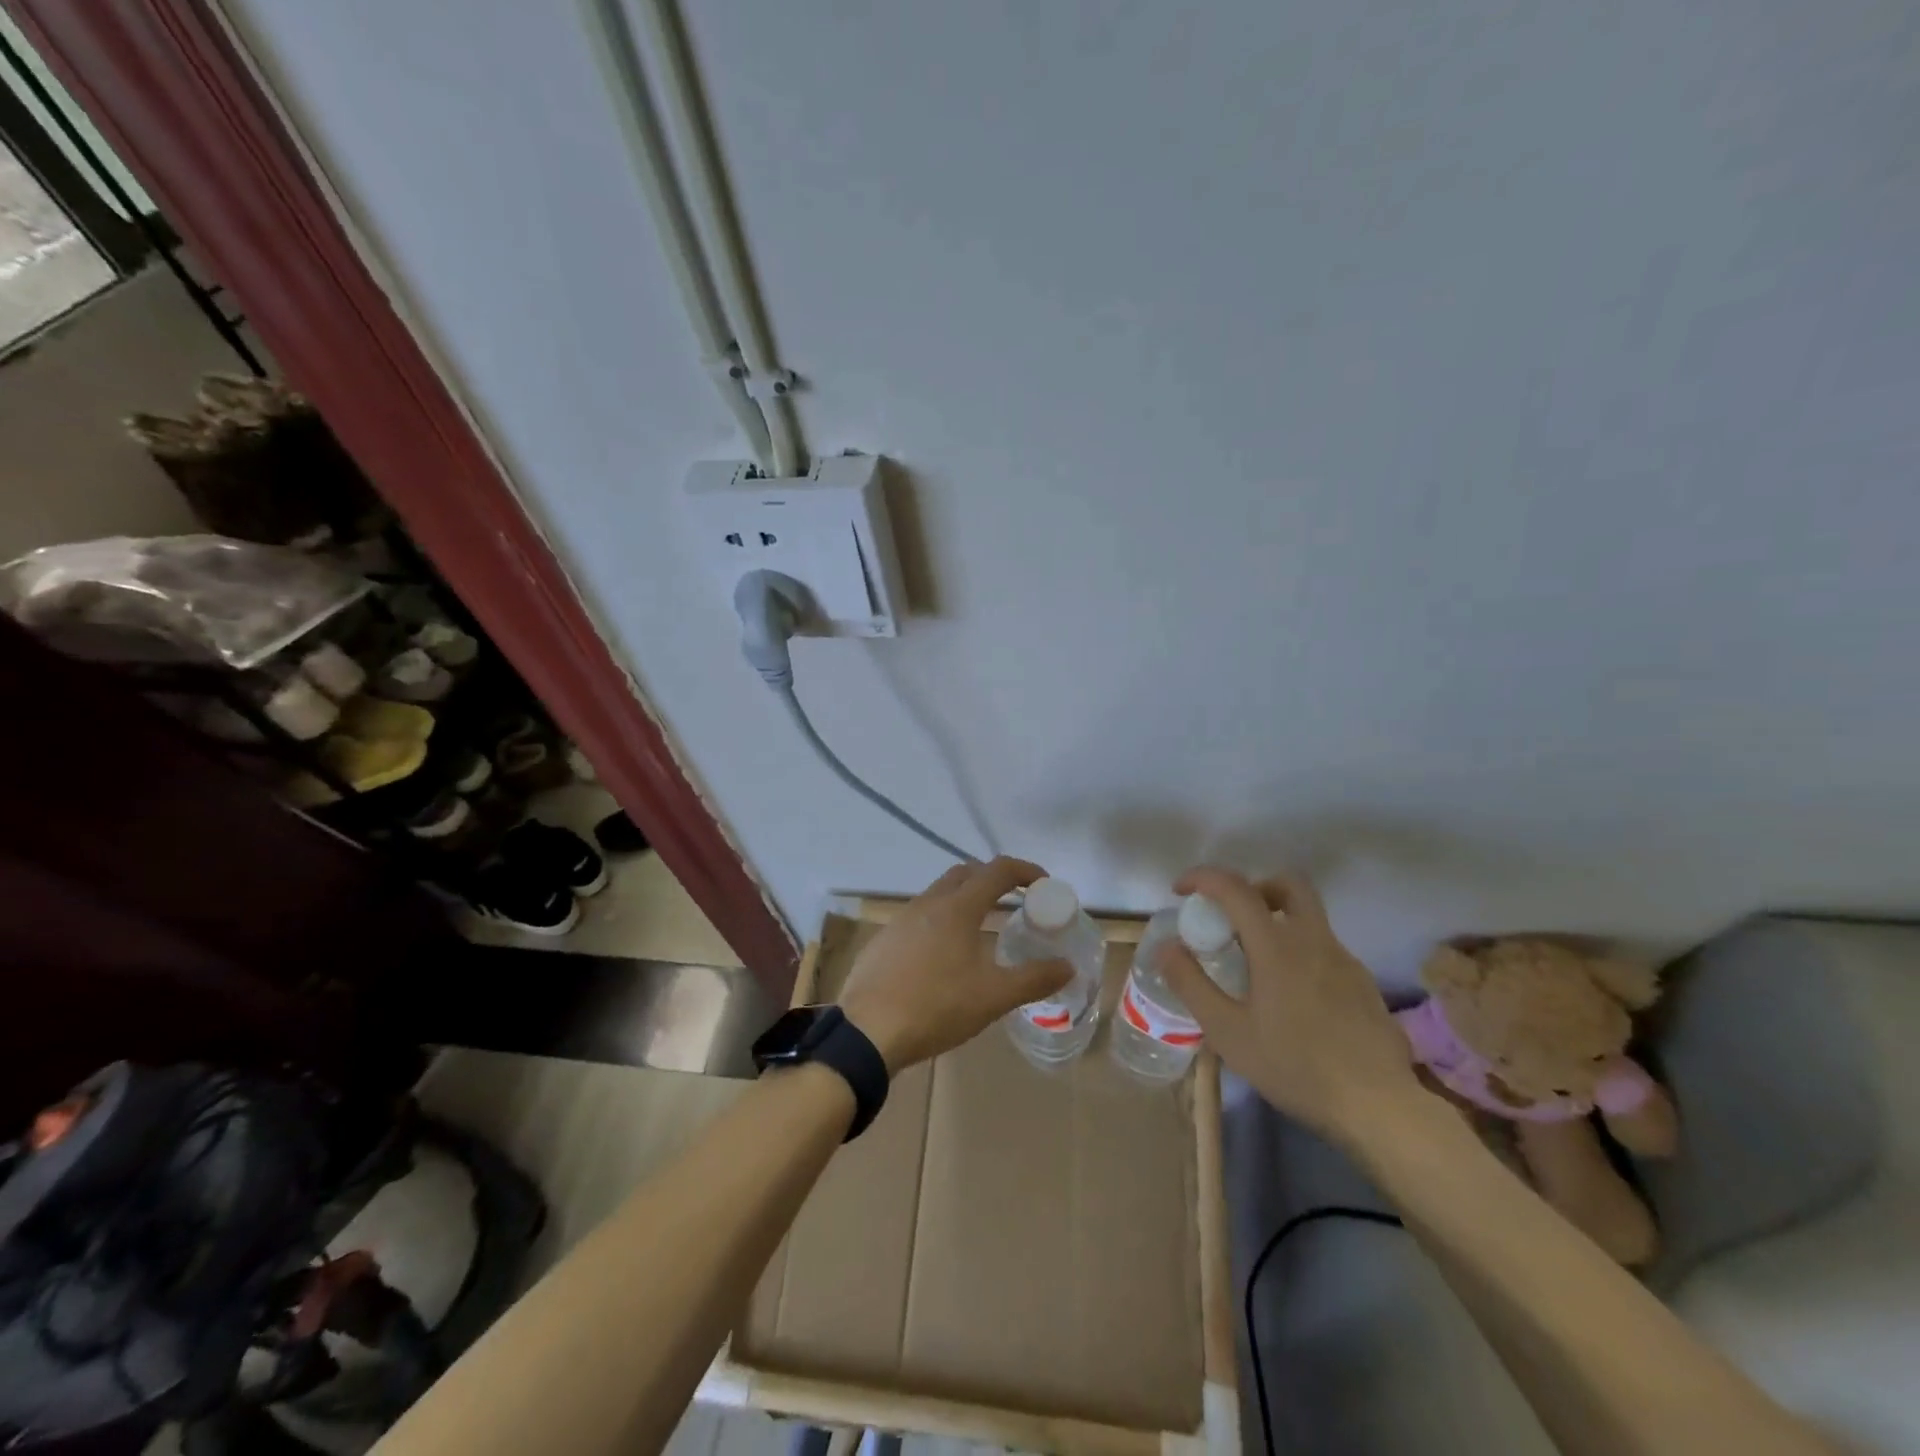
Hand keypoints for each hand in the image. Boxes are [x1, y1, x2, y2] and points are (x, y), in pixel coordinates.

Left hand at [837, 857, 1071, 1073]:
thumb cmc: (936, 1007)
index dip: (1025, 871)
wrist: (866, 1033)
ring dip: (966, 899)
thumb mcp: (993, 997)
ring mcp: (901, 920)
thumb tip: (1067, 967)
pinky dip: (942, 921)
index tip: (1044, 883)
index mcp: (957, 907)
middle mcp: (928, 903)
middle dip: (993, 879)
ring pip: (940, 894)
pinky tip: (945, 955)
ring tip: (984, 928)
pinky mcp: (885, 940)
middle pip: (966, 873)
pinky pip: (920, 917)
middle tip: (1015, 901)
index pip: (997, 870)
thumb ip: (1033, 979)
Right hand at [1158, 866, 1421, 1144]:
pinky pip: (1324, 949)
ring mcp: (1344, 960)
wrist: (1379, 1106)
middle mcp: (1313, 940)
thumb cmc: (1295, 1067)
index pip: (1235, 888)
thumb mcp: (1228, 1032)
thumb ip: (1192, 985)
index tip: (1181, 891)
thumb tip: (1166, 947)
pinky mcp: (1363, 983)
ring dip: (1277, 921)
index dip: (1203, 878)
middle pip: (1288, 884)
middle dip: (1254, 887)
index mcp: (1276, 946)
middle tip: (1232, 917)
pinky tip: (1292, 997)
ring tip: (1256, 965)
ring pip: (1309, 917)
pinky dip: (1300, 952)